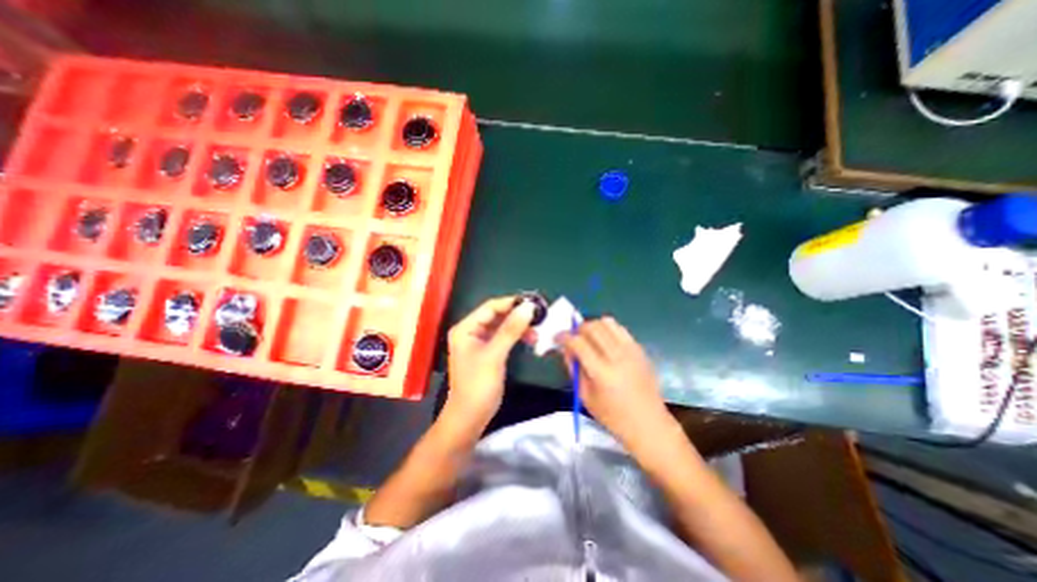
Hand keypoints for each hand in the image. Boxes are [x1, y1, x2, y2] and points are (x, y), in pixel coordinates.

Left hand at [444, 298, 534, 428]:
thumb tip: (528, 307)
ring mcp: (480, 342)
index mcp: (466, 328)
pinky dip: (517, 337)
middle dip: (517, 316)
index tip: (533, 303)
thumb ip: (511, 330)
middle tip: (538, 318)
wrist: (470, 417)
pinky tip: (530, 340)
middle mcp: (471, 331)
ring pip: (502, 326)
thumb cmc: (478, 384)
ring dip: (519, 327)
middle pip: (497, 315)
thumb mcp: (495, 355)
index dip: (511, 303)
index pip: (490, 307)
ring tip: (537, 333)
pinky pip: (504, 338)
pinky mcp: (488, 352)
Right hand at [563, 319, 678, 449]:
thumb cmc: (613, 416)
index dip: (564, 337)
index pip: (578, 343)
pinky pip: (620, 329)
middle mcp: (617, 357)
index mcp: (602, 373)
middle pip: (592, 327)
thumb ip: (574, 369)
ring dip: (593, 326)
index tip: (557, 338)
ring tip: (588, 337)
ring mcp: (631, 350)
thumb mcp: (585, 396)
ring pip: (607, 322)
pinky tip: (604, 342)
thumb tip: (565, 348)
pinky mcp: (640, 349)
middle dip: (577, 328)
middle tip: (572, 338)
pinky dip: (608, 330)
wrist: (648, 423)